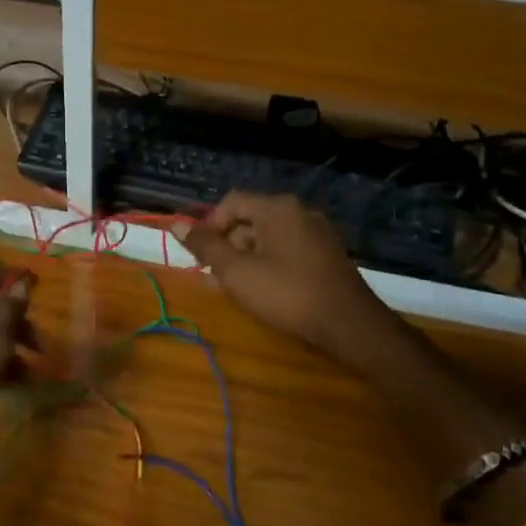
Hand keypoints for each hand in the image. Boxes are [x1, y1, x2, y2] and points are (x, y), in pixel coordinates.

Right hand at [177, 192, 399, 364]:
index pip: (231, 202)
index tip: (201, 256)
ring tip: (238, 288)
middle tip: (219, 277)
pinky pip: (287, 249)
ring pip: (268, 236)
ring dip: (247, 258)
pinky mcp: (327, 253)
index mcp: (277, 208)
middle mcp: (298, 211)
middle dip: (228, 245)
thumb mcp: (237, 272)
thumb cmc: (287, 293)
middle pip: (249, 219)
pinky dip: (269, 263)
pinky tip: (265, 290)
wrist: (348, 324)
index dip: (209, 226)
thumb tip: (177, 224)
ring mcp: (317, 232)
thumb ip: (205, 247)